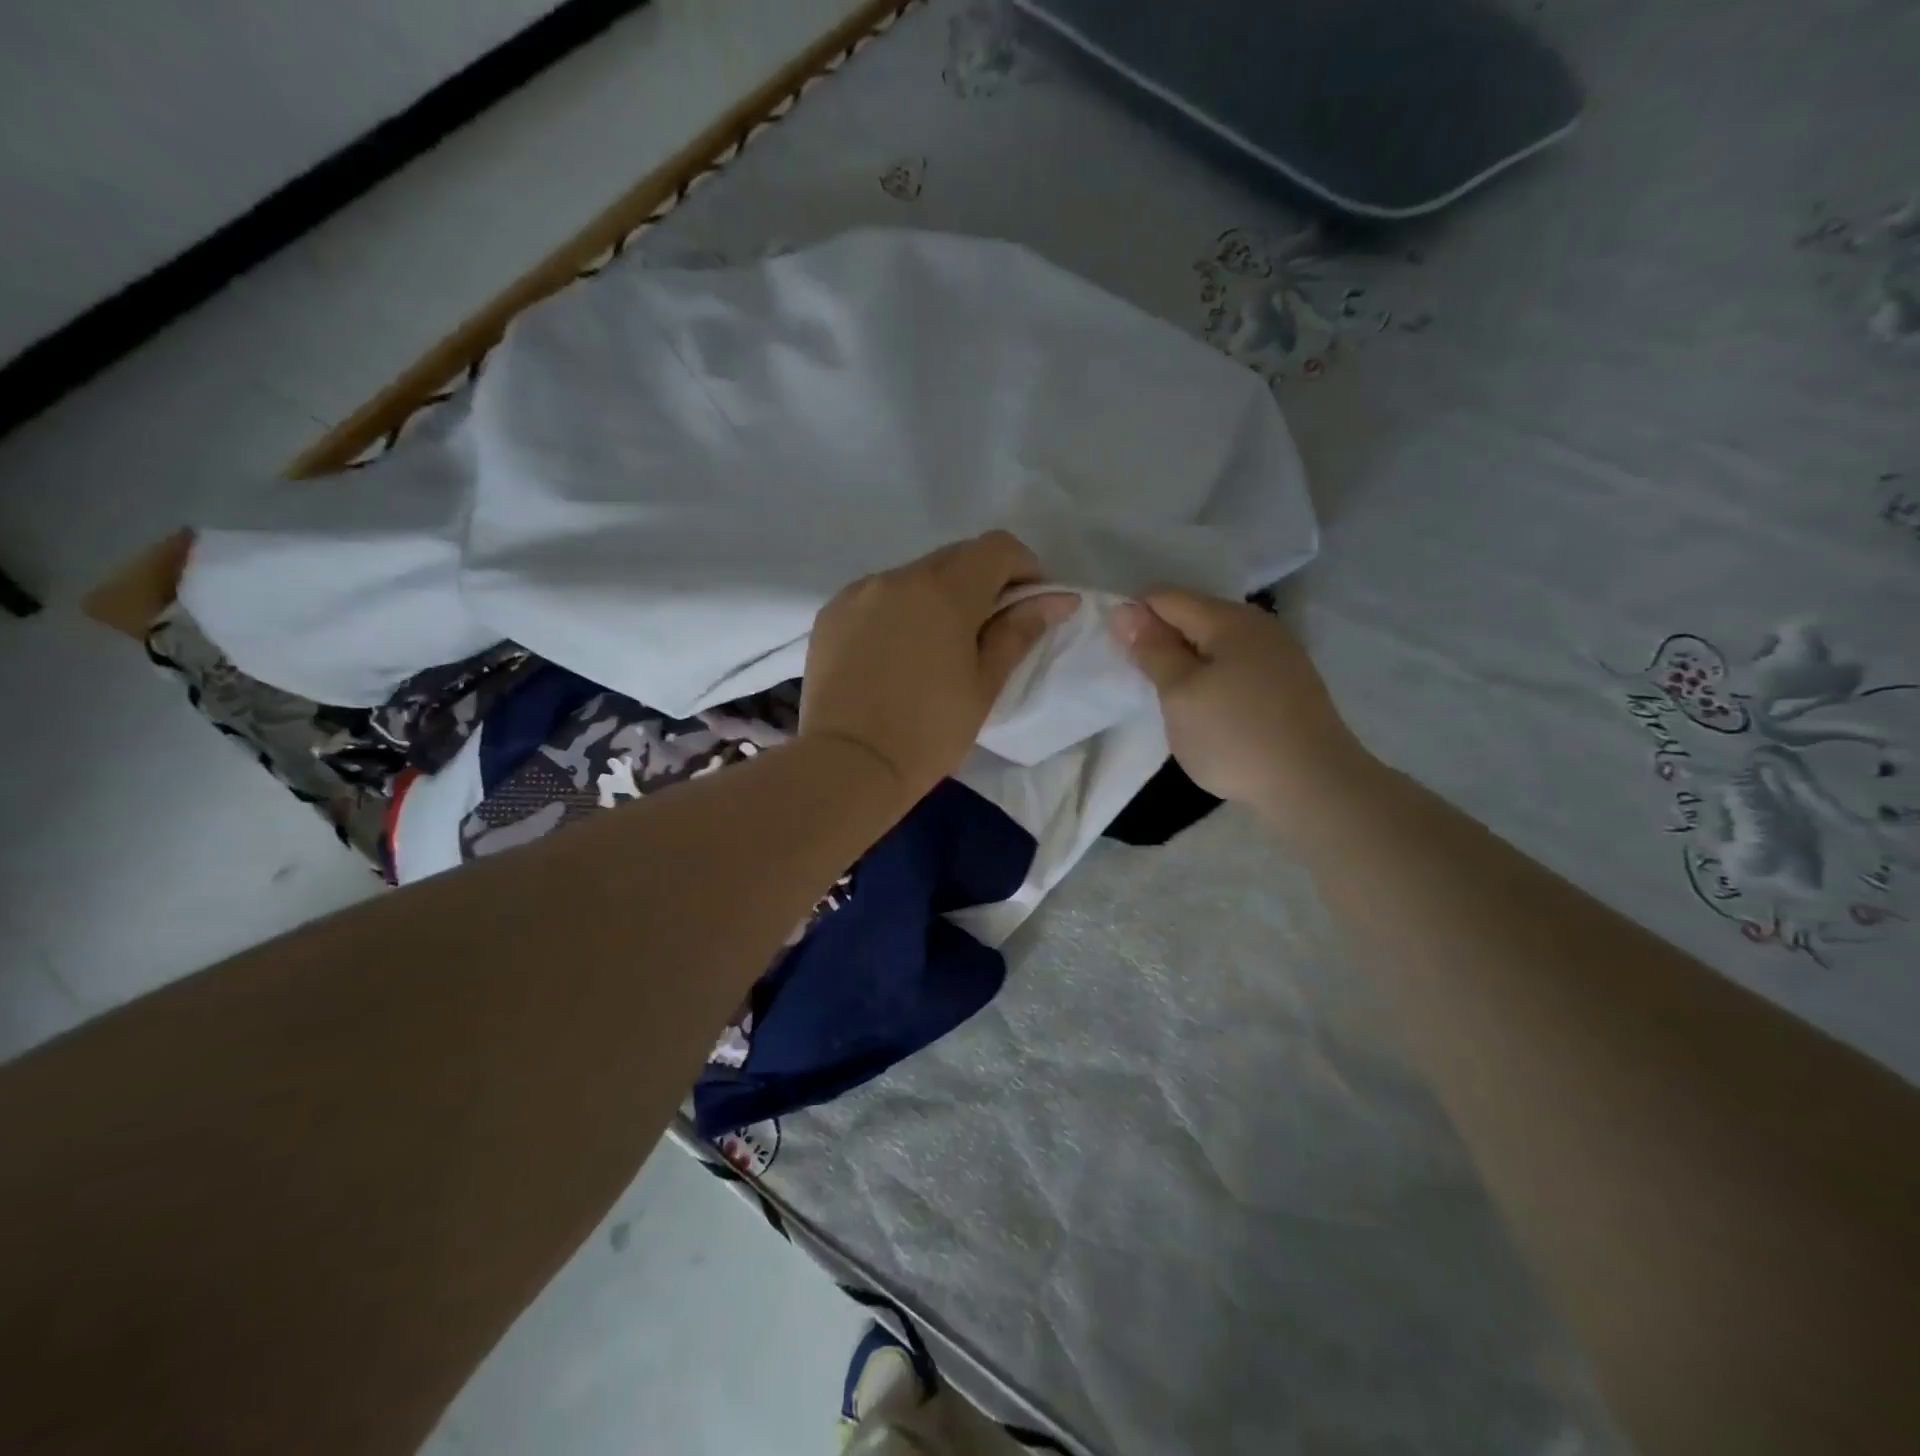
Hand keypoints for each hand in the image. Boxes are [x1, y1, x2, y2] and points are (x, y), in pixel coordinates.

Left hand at [801, 532, 1068, 804]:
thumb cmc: (929, 732)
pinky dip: (898, 610)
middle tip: (989, 628)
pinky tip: (897, 652)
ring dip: (937, 596)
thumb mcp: (984, 685)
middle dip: (982, 581)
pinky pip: (878, 596)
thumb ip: (1018, 632)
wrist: (848, 765)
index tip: (1030, 603)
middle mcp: (899, 577)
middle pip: (955, 557)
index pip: (997, 547)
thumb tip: (1057, 599)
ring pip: (914, 576)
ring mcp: (859, 593)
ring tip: (938, 646)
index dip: (1024, 567)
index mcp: (944, 591)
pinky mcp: (831, 614)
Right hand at [1113, 589, 1374, 822]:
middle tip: (1142, 682)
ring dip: (1188, 663)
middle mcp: (1257, 625)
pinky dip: (1214, 679)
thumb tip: (1126, 611)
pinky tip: (1210, 710)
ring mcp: (1279, 654)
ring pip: (1216, 644)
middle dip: (1163, 641)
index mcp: (1228, 619)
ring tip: (1172, 700)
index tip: (1119, 655)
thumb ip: (1153, 650)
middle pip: (1194, 617)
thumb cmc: (1235, 735)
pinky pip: (1237, 666)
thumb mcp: (1179, 693)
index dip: (1135, 619)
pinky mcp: (1289, 683)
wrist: (1315, 784)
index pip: (1166, 598)